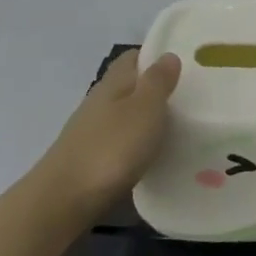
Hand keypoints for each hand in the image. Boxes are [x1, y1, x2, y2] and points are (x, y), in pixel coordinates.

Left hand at [33, 49, 181, 221]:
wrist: (64, 199)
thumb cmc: (111, 147)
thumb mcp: (145, 108)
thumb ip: (158, 81)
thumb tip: (168, 55)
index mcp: (113, 83)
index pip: (133, 57)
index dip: (155, 56)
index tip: (184, 65)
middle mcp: (99, 101)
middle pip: (128, 86)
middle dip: (154, 89)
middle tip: (190, 98)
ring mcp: (91, 131)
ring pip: (124, 114)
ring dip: (146, 118)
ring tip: (178, 128)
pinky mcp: (89, 159)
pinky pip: (119, 141)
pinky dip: (136, 143)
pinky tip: (152, 155)